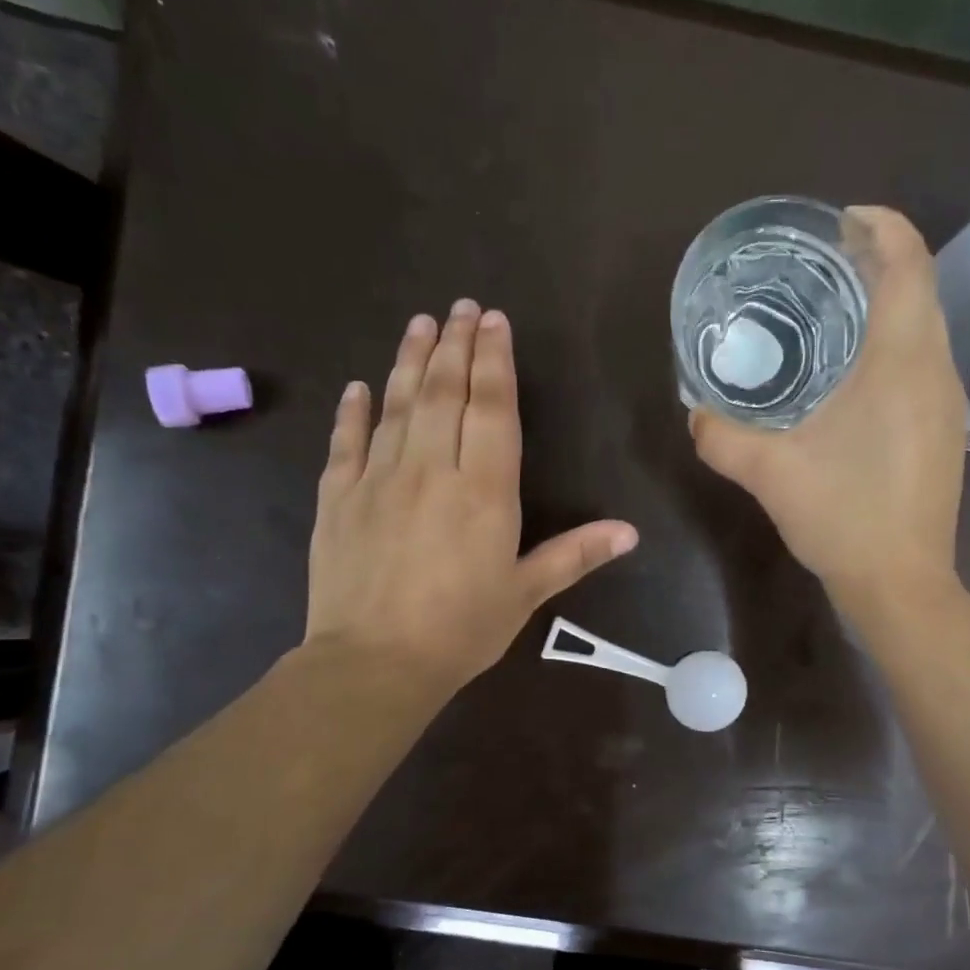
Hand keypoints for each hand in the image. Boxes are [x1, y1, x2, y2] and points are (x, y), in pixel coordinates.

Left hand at [305, 300, 637, 699]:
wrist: (374, 662)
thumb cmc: (462, 629)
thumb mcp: (526, 594)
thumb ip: (575, 555)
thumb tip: (631, 532)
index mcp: (484, 490)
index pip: (492, 409)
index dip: (494, 361)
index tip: (494, 321)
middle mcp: (432, 469)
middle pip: (444, 393)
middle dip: (454, 345)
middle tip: (460, 307)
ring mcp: (379, 478)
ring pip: (397, 405)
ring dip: (409, 360)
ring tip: (420, 323)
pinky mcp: (339, 497)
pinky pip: (347, 442)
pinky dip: (354, 411)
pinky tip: (360, 386)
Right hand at [689, 207, 967, 620]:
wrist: (901, 584)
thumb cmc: (843, 517)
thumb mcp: (770, 472)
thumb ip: (722, 437)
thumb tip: (694, 413)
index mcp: (902, 360)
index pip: (908, 259)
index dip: (879, 225)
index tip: (834, 223)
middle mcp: (935, 370)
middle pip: (917, 287)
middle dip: (873, 262)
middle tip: (814, 268)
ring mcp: (946, 403)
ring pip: (922, 327)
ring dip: (883, 306)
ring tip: (825, 314)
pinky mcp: (943, 431)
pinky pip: (921, 363)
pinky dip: (890, 346)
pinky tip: (847, 376)